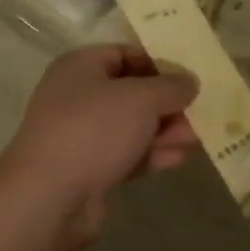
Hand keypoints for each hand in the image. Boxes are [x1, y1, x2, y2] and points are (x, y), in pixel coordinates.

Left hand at [0, 46, 198, 237]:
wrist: (49, 197)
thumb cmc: (93, 130)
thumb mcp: (140, 99)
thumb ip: (170, 87)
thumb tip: (189, 81)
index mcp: (80, 67)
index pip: (124, 53)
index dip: (157, 62)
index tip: (188, 76)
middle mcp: (77, 97)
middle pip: (129, 92)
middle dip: (166, 102)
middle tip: (199, 111)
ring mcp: (80, 135)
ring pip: (130, 126)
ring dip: (163, 130)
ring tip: (198, 137)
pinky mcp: (88, 169)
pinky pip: (125, 154)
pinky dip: (150, 154)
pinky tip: (178, 158)